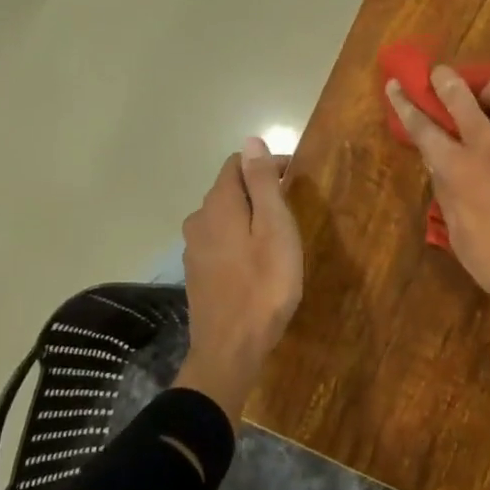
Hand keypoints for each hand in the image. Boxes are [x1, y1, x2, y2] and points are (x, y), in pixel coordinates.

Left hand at [176, 137, 302, 425]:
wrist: (231, 349)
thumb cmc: (264, 285)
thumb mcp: (275, 228)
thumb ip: (262, 183)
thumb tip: (250, 140)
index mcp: (219, 204)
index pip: (238, 164)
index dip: (267, 165)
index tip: (296, 180)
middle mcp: (199, 220)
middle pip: (229, 190)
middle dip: (259, 190)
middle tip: (293, 209)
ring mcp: (194, 249)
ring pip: (224, 218)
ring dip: (249, 217)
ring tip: (278, 236)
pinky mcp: (197, 274)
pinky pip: (220, 242)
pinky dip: (239, 240)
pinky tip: (257, 261)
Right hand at [385, 67, 489, 311]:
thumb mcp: (459, 235)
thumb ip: (447, 193)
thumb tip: (439, 165)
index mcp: (456, 168)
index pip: (422, 127)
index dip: (404, 103)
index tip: (395, 83)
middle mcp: (487, 142)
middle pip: (458, 94)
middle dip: (444, 79)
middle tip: (442, 77)